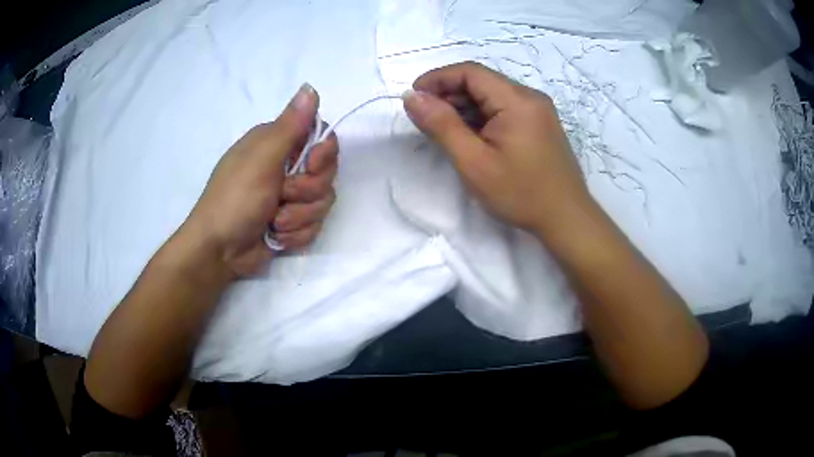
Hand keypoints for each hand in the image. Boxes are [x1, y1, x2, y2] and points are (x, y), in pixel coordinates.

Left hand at [184, 83, 337, 276]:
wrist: (219, 251)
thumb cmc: (235, 199)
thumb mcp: (262, 159)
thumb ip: (290, 126)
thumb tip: (311, 87)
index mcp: (277, 143)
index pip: (321, 137)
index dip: (324, 152)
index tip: (312, 165)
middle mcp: (285, 166)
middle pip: (326, 172)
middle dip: (307, 190)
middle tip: (282, 196)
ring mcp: (289, 196)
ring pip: (322, 201)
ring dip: (299, 216)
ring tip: (275, 222)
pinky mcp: (292, 221)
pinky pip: (314, 224)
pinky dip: (296, 234)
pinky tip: (276, 236)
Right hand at [403, 62, 589, 234]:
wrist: (566, 219)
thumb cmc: (521, 193)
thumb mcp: (474, 162)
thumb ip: (441, 126)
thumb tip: (412, 97)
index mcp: (517, 100)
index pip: (470, 71)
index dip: (437, 78)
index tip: (414, 97)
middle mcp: (530, 97)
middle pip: (482, 81)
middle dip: (449, 93)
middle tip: (425, 118)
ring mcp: (538, 110)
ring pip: (492, 95)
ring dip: (464, 106)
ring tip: (444, 129)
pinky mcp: (540, 124)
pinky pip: (504, 109)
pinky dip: (482, 116)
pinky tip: (471, 136)